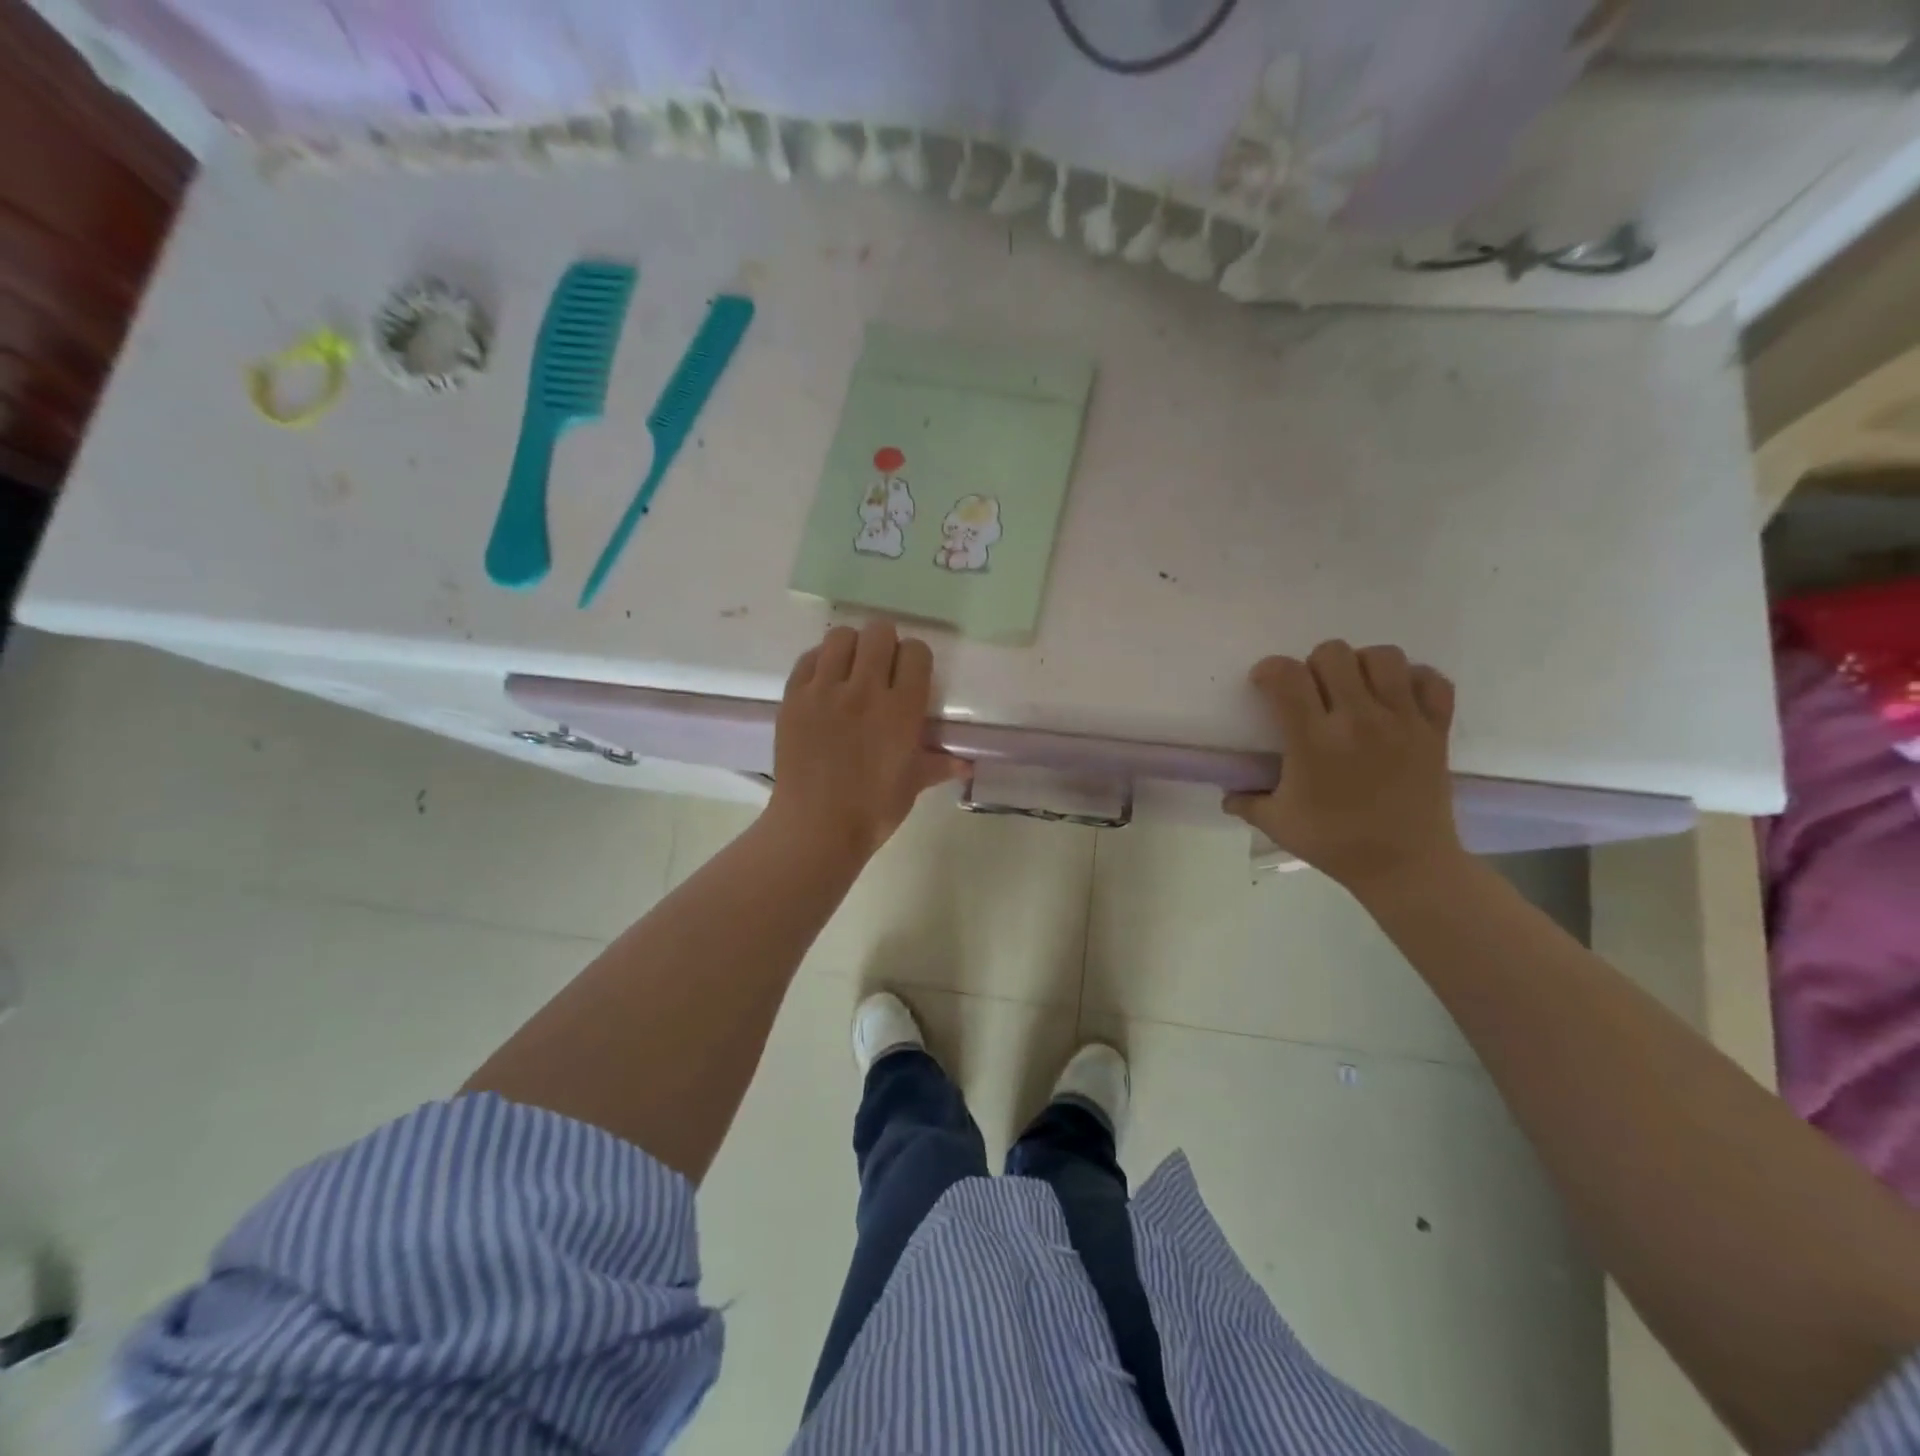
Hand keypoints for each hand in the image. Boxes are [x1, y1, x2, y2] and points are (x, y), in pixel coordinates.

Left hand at [765, 622, 964, 862]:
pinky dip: (820, 663)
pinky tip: (824, 684)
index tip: (910, 674)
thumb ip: (938, 764)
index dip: (916, 659)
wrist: (815, 827)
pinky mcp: (793, 698)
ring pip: (840, 637)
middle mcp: (865, 690)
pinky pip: (809, 659)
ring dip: (851, 648)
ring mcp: (824, 691)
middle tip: (881, 667)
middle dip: (885, 644)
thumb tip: (966, 765)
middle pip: (879, 632)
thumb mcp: (911, 785)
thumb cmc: (872, 810)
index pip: (916, 652)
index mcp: (901, 709)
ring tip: (850, 670)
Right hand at [1224, 641, 1463, 896]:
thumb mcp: (1278, 824)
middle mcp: (1358, 720)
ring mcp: (1402, 721)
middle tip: (1312, 691)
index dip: (1269, 670)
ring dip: (1362, 666)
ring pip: (1383, 657)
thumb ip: (1246, 801)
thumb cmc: (1335, 844)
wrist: (1406, 866)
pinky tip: (1397, 698)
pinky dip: (1414, 680)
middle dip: (1314, 664)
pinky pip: (1432, 681)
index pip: (1287, 676)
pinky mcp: (1435, 730)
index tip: (1265, 685)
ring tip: (1355, 690)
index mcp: (1314, 741)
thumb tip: (1226, 793)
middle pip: (1333, 653)